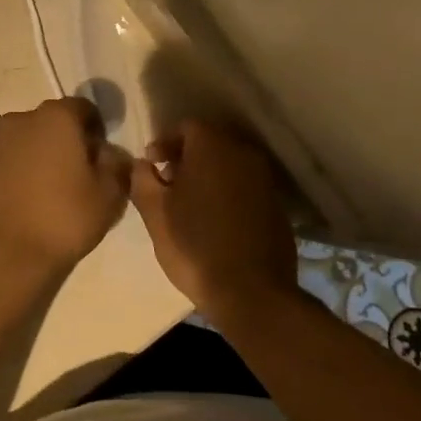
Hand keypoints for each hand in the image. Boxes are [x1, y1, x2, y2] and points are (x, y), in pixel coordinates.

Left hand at [0, 97, 129, 275]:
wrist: (6, 252)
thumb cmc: (64, 217)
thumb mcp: (109, 193)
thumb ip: (116, 163)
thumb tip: (109, 152)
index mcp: (56, 116)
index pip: (85, 108)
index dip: (98, 130)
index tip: (103, 158)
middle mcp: (23, 118)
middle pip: (56, 121)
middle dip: (71, 140)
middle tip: (82, 174)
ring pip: (32, 138)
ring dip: (45, 153)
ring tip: (56, 189)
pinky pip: (14, 156)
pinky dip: (25, 168)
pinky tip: (32, 198)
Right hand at [130, 120, 297, 318]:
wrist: (252, 293)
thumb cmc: (194, 245)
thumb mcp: (154, 212)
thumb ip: (142, 179)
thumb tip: (143, 164)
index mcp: (212, 146)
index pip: (186, 127)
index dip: (164, 143)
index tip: (151, 166)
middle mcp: (242, 153)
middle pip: (210, 142)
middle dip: (186, 158)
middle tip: (168, 183)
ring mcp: (265, 179)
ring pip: (229, 164)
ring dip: (208, 175)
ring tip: (190, 204)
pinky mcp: (277, 205)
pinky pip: (245, 186)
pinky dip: (228, 193)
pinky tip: (216, 220)